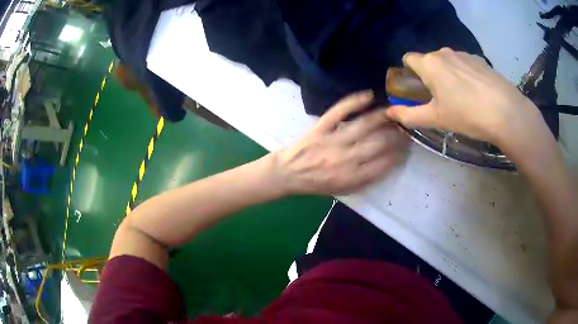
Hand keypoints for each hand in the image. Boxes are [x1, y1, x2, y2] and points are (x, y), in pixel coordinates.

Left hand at [275, 91, 407, 194]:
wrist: (288, 173)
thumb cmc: (317, 183)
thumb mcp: (343, 189)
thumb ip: (365, 179)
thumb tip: (388, 162)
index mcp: (351, 177)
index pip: (383, 164)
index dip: (398, 154)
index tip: (406, 146)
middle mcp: (345, 159)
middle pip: (378, 143)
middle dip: (396, 134)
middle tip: (404, 127)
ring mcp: (332, 141)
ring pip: (363, 125)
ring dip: (382, 117)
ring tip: (393, 112)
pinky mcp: (321, 127)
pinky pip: (340, 111)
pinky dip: (355, 101)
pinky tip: (369, 96)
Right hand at [386, 48, 546, 149]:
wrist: (506, 112)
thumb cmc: (467, 114)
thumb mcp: (436, 119)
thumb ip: (409, 115)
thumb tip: (388, 113)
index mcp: (429, 64)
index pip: (408, 59)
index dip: (409, 73)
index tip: (418, 90)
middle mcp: (444, 52)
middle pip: (429, 60)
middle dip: (430, 75)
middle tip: (441, 99)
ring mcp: (464, 54)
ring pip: (448, 62)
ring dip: (448, 75)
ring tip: (462, 97)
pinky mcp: (479, 59)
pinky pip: (464, 64)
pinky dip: (464, 74)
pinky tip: (476, 92)